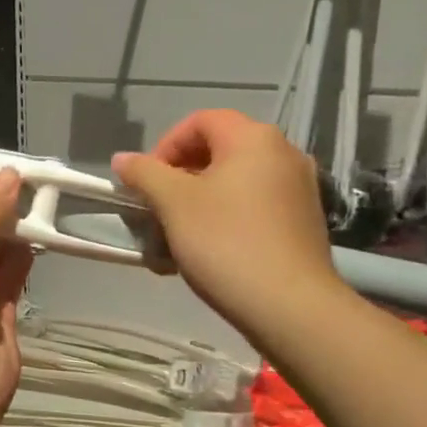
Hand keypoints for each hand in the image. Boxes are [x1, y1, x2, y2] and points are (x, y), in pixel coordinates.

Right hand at [112, 111, 348, 337]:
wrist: (290, 306)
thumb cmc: (226, 243)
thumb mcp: (174, 204)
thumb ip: (145, 173)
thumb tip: (122, 159)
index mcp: (254, 138)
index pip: (200, 121)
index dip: (165, 145)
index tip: (147, 181)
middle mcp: (283, 153)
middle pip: (219, 150)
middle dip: (180, 176)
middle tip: (158, 208)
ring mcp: (299, 188)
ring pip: (236, 181)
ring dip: (200, 200)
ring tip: (178, 235)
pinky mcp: (304, 221)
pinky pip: (255, 205)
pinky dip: (226, 217)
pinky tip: (209, 250)